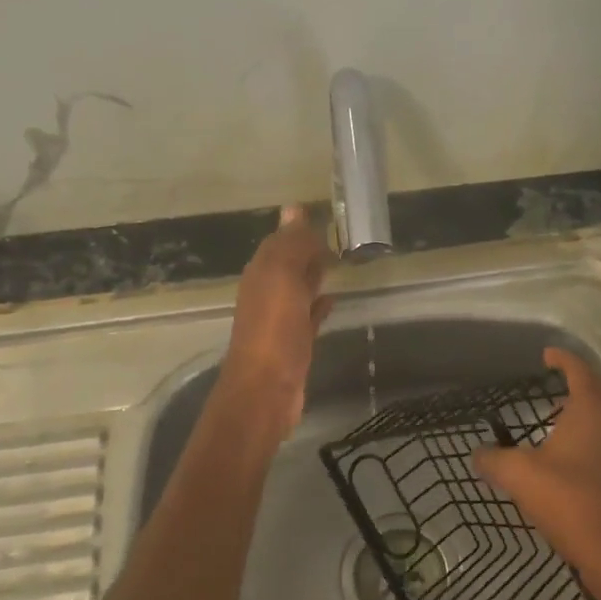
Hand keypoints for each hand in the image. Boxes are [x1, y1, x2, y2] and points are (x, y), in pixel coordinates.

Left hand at [220, 205, 333, 426]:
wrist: (266, 391)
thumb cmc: (274, 330)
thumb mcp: (282, 279)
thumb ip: (291, 246)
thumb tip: (294, 208)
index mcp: (261, 274)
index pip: (279, 242)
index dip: (298, 229)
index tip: (325, 216)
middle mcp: (267, 293)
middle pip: (288, 264)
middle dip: (307, 249)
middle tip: (336, 235)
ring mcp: (280, 320)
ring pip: (299, 288)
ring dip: (314, 274)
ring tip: (339, 261)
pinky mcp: (295, 343)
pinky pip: (308, 315)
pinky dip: (319, 304)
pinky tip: (333, 298)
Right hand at [476, 347, 600, 565]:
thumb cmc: (573, 502)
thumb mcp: (521, 478)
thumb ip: (495, 461)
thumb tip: (477, 454)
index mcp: (593, 409)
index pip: (579, 369)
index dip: (563, 359)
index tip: (548, 356)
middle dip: (590, 385)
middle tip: (561, 400)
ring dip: (599, 419)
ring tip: (567, 440)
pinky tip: (584, 474)